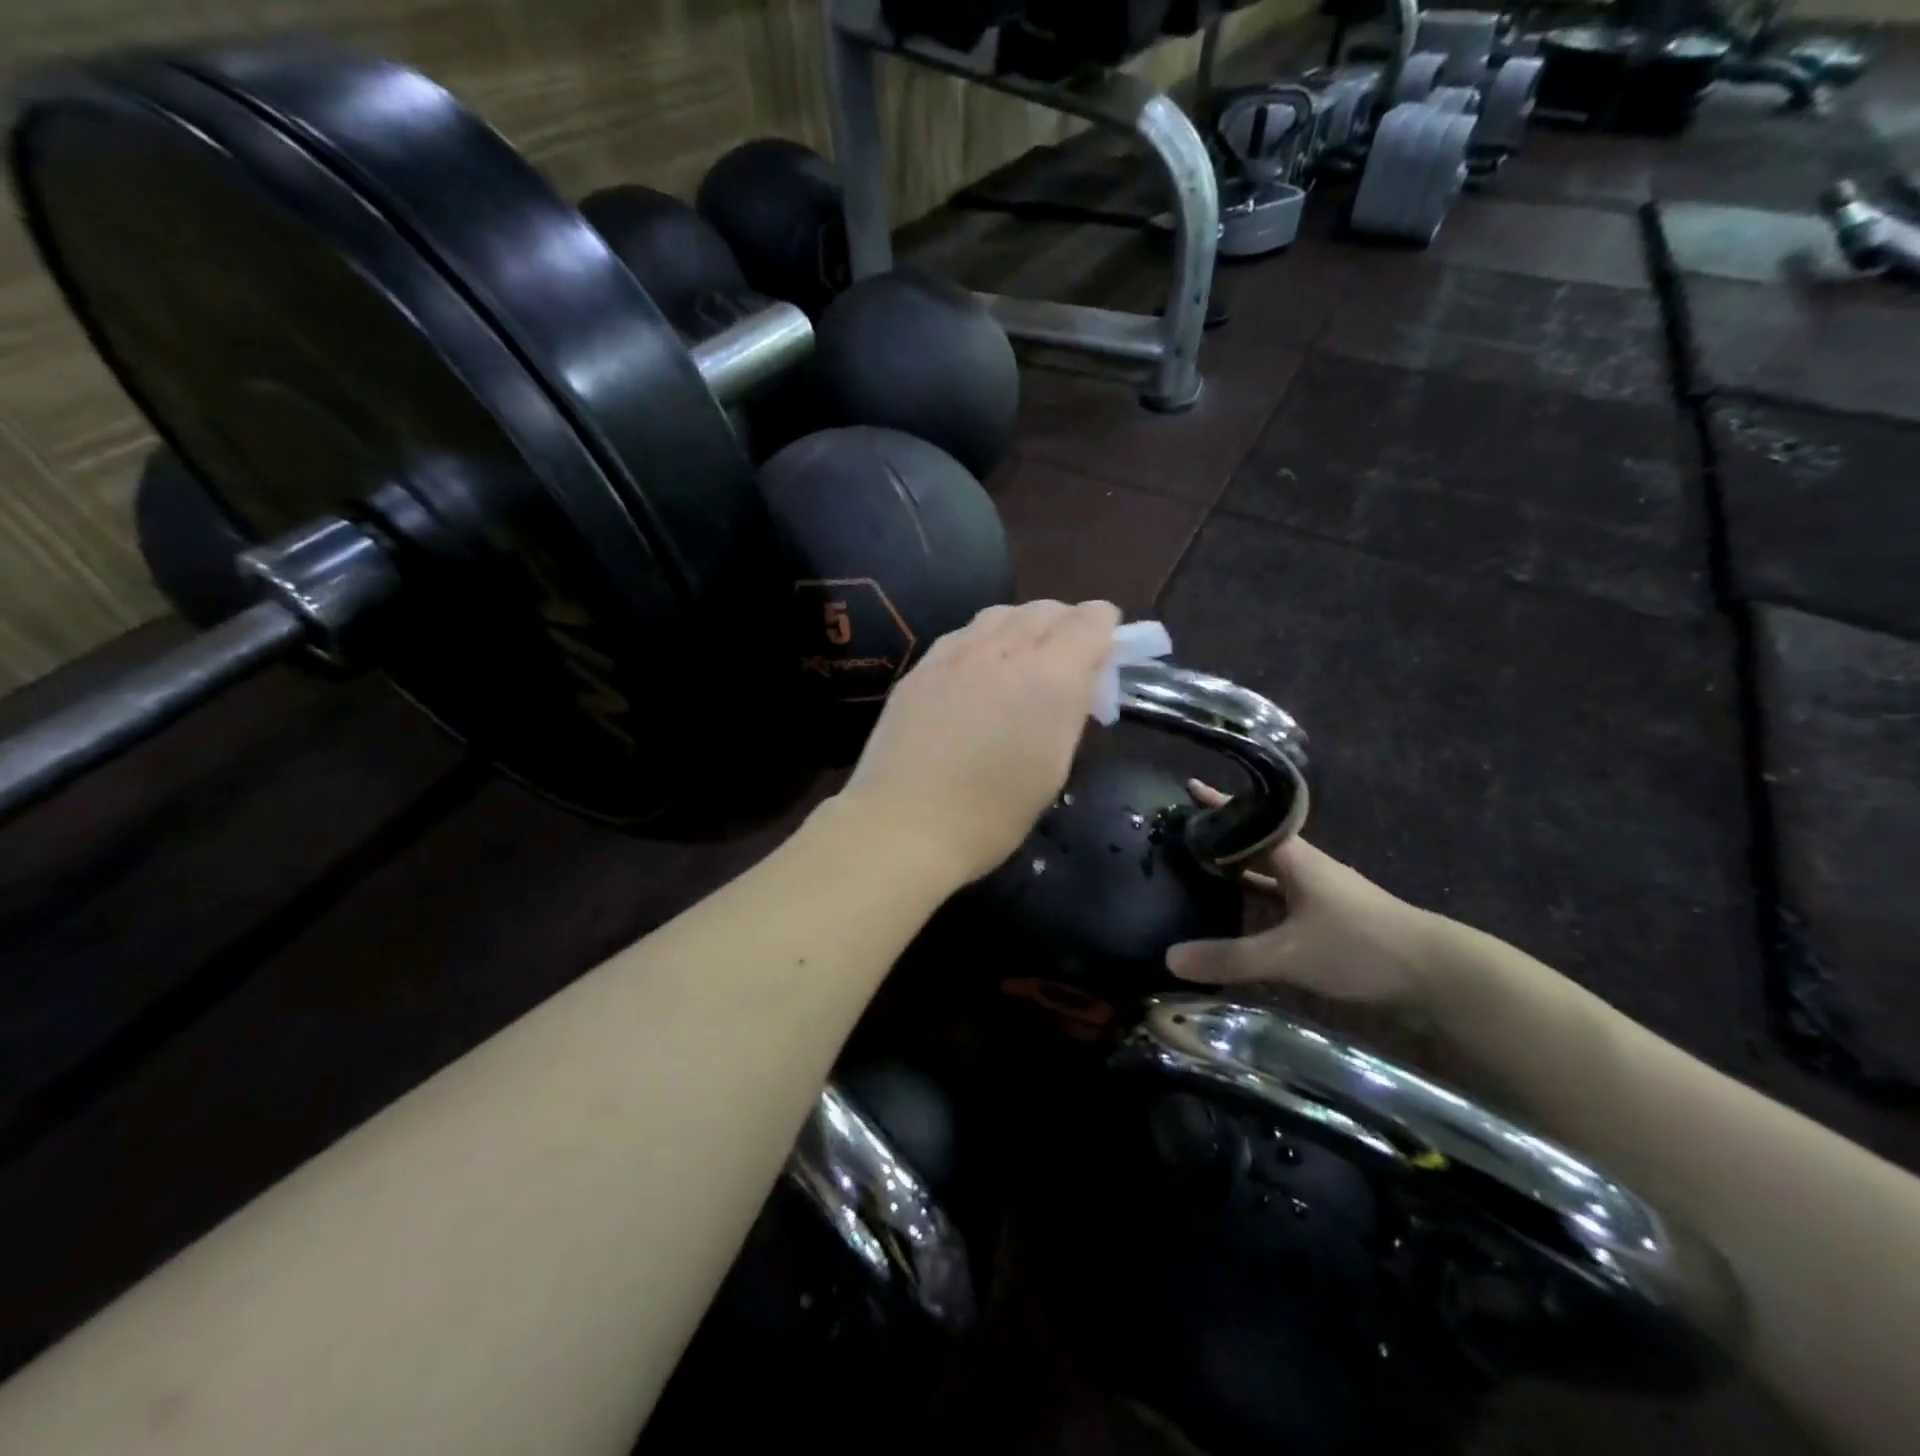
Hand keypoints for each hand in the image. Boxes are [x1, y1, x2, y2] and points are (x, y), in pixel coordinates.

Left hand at [839, 600, 1122, 886]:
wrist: (904, 824)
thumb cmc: (992, 814)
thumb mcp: (1053, 767)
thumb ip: (1069, 711)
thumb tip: (1077, 683)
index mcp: (1050, 677)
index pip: (1089, 621)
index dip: (1104, 627)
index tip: (1105, 649)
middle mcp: (1005, 650)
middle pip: (1045, 609)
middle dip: (1066, 624)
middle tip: (1067, 660)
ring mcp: (956, 654)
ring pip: (1001, 614)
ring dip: (1023, 626)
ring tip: (1022, 659)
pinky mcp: (921, 667)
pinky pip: (963, 635)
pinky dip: (983, 641)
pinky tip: (977, 671)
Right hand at [1167, 782, 1438, 1010]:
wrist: (1439, 974)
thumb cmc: (1361, 946)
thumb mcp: (1289, 954)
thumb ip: (1231, 957)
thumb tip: (1170, 957)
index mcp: (1296, 859)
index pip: (1249, 820)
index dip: (1218, 805)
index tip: (1188, 787)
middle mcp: (1307, 868)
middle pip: (1256, 843)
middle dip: (1222, 837)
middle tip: (1183, 834)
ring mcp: (1321, 894)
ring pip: (1269, 873)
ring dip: (1238, 869)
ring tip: (1201, 869)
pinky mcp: (1331, 920)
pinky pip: (1281, 900)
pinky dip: (1257, 900)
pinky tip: (1240, 914)